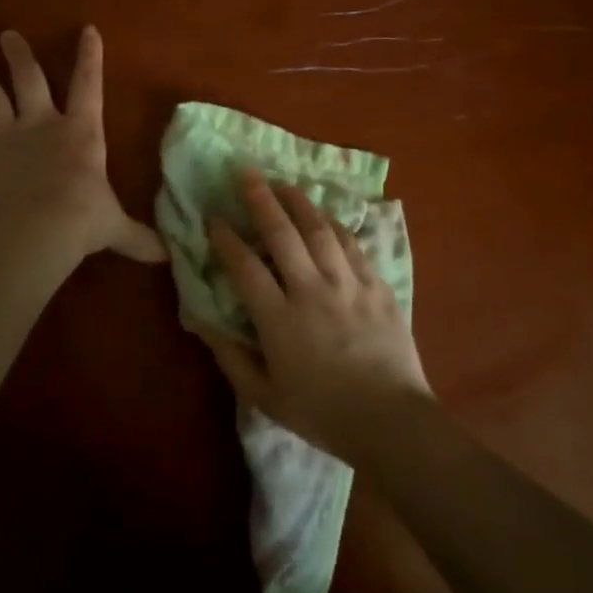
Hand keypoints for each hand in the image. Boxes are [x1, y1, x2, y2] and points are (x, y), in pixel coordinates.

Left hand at [0, 27, 165, 267]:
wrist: (33, 232)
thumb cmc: (82, 221)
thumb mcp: (115, 227)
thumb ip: (137, 237)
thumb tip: (168, 256)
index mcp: (80, 132)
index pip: (89, 85)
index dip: (90, 57)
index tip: (87, 29)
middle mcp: (40, 124)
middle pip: (28, 79)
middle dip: (19, 55)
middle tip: (8, 35)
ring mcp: (2, 137)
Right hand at [200, 169, 431, 462]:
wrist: (391, 420)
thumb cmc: (323, 413)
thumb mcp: (265, 397)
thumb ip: (231, 357)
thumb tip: (201, 322)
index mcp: (280, 320)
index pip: (245, 267)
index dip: (226, 239)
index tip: (214, 217)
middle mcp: (312, 291)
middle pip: (282, 234)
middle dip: (261, 199)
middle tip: (247, 173)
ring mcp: (348, 284)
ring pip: (320, 229)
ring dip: (299, 202)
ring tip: (283, 184)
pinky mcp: (377, 285)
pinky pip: (352, 244)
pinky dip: (335, 224)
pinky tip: (325, 215)